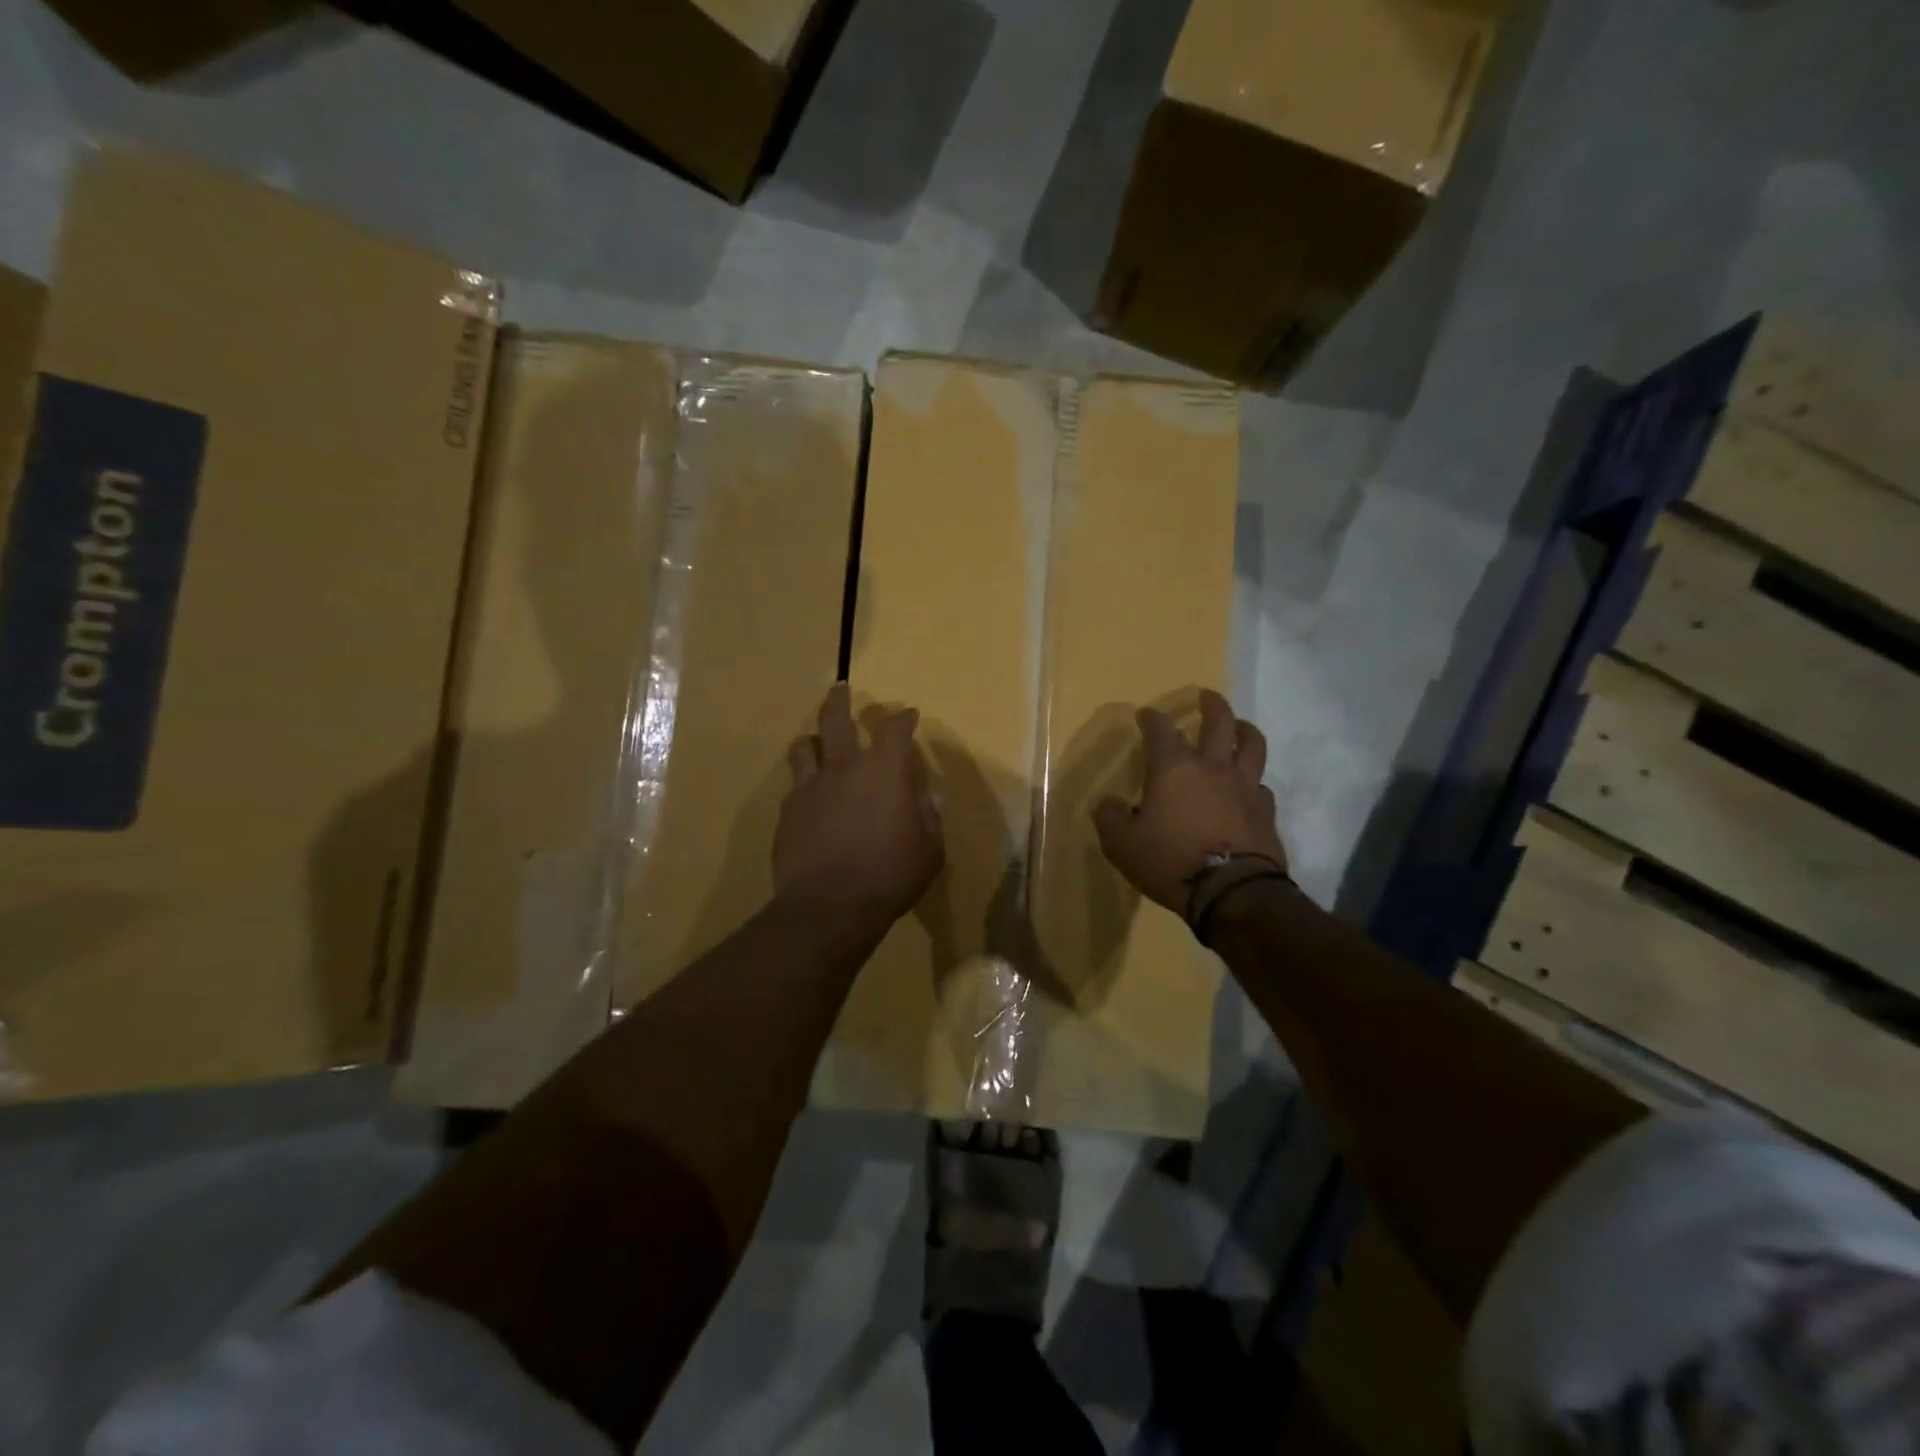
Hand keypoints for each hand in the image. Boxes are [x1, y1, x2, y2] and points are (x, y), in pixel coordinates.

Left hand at [774, 684, 944, 927]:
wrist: (829, 907)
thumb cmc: (890, 877)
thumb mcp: (929, 853)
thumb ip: (930, 820)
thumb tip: (928, 798)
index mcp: (884, 773)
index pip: (894, 731)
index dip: (903, 718)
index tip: (908, 714)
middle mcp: (844, 769)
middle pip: (836, 720)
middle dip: (840, 700)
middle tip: (840, 689)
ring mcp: (810, 788)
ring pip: (804, 746)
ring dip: (812, 739)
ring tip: (815, 741)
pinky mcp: (787, 812)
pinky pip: (794, 785)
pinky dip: (803, 781)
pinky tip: (808, 794)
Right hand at [1092, 689, 1285, 916]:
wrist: (1231, 892)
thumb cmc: (1170, 861)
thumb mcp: (1121, 844)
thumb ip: (1111, 818)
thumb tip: (1109, 804)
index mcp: (1174, 768)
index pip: (1160, 730)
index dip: (1151, 718)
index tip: (1145, 714)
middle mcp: (1213, 767)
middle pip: (1219, 722)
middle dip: (1211, 704)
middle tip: (1207, 696)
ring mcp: (1245, 787)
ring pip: (1252, 745)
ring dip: (1244, 730)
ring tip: (1240, 727)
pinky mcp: (1265, 812)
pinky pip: (1261, 786)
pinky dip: (1253, 781)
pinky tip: (1248, 788)